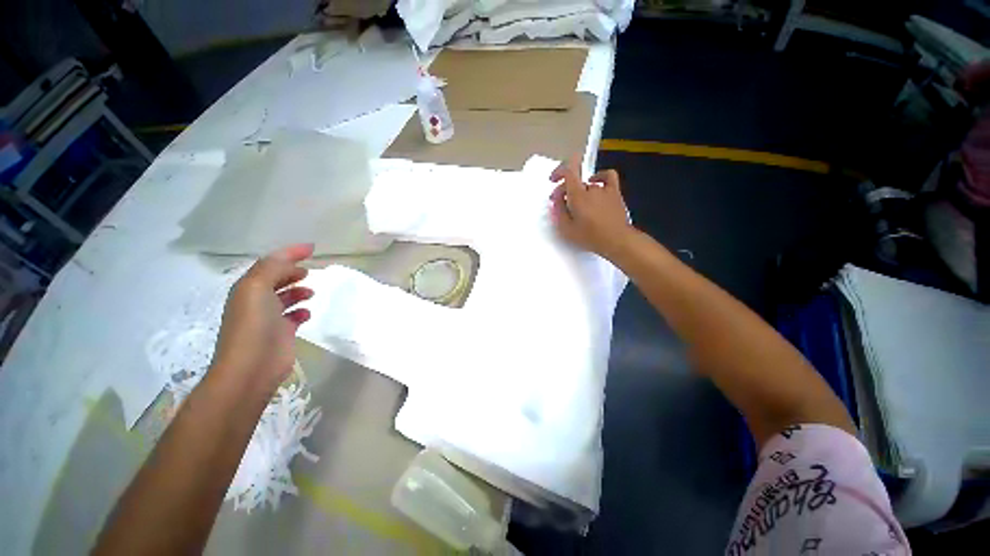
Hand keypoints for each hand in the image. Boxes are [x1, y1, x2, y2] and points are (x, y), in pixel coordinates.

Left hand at [211, 244, 314, 393]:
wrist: (251, 368)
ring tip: (310, 292)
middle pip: (276, 280)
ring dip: (297, 291)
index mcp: (248, 288)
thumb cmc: (253, 325)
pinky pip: (294, 317)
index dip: (289, 254)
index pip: (269, 264)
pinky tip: (307, 313)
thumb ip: (273, 267)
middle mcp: (256, 301)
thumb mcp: (257, 288)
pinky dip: (301, 311)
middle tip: (309, 271)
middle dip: (291, 273)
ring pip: (285, 298)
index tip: (312, 248)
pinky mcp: (282, 334)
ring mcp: (269, 319)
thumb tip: (295, 256)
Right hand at [549, 160, 632, 259]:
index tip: (553, 180)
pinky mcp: (615, 193)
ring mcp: (604, 189)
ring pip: (587, 184)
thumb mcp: (567, 229)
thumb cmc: (590, 237)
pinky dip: (600, 177)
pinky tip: (596, 183)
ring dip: (580, 191)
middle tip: (560, 204)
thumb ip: (559, 212)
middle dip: (565, 190)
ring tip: (577, 203)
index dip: (559, 171)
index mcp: (578, 195)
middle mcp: (591, 188)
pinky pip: (608, 177)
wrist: (617, 240)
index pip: (568, 171)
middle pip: (575, 182)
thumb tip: (556, 200)